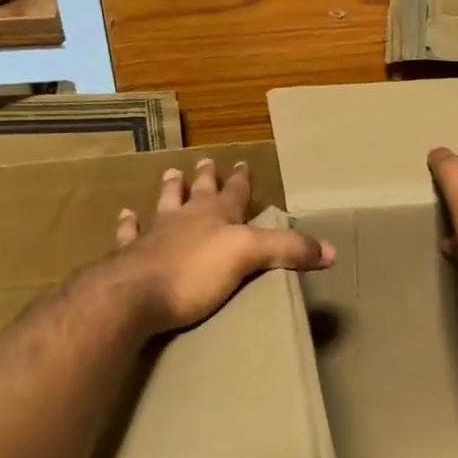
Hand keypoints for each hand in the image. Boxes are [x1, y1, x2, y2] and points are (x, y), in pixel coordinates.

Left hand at [108, 159, 334, 333]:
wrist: (131, 296)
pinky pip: (129, 234)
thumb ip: (289, 250)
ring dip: (168, 190)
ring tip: (169, 174)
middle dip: (204, 177)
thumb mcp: (251, 256)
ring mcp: (153, 236)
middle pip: (196, 192)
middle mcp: (184, 219)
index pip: (234, 193)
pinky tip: (125, 215)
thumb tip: (332, 251)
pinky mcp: (129, 258)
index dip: (241, 180)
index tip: (243, 163)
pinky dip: (128, 224)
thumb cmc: (194, 273)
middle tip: (204, 161)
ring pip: (163, 205)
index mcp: (216, 217)